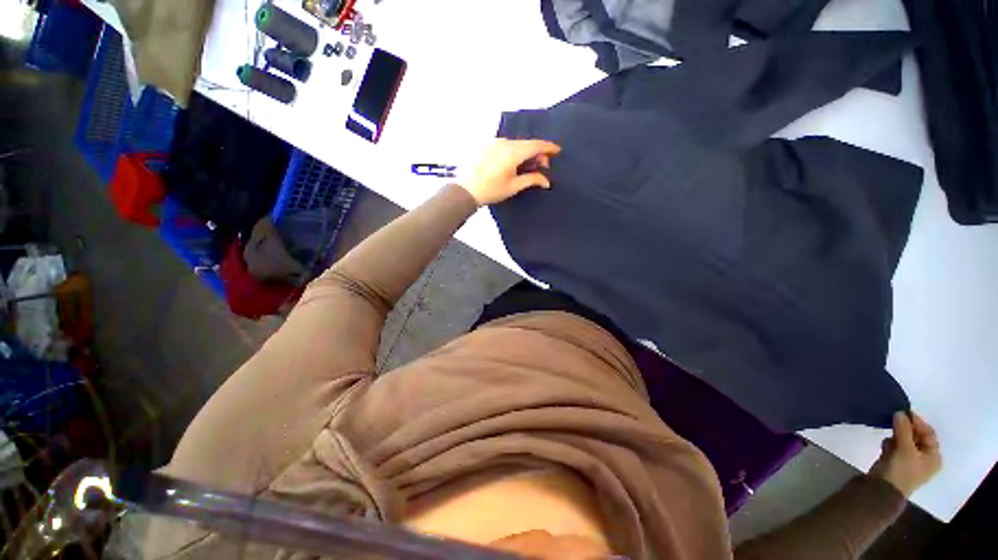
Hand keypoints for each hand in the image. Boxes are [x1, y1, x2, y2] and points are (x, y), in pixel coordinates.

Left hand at [460, 139, 561, 205]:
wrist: (466, 189)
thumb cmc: (491, 190)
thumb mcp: (514, 186)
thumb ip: (532, 180)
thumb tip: (546, 181)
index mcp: (512, 152)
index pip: (536, 145)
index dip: (549, 147)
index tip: (557, 151)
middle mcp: (504, 142)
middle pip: (527, 144)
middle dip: (537, 154)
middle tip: (541, 168)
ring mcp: (494, 142)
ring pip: (516, 144)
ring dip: (525, 153)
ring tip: (527, 168)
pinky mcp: (487, 145)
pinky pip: (506, 145)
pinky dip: (514, 152)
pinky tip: (514, 164)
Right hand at [869, 411, 941, 496]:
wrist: (883, 488)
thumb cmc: (901, 470)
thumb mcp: (905, 449)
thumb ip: (903, 430)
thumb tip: (900, 412)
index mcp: (933, 456)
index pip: (928, 433)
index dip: (917, 422)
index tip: (903, 412)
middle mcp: (925, 457)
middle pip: (917, 436)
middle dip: (905, 428)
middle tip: (893, 419)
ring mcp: (910, 460)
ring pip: (905, 440)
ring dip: (897, 435)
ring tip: (888, 433)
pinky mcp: (897, 460)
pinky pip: (896, 446)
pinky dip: (891, 442)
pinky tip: (885, 444)